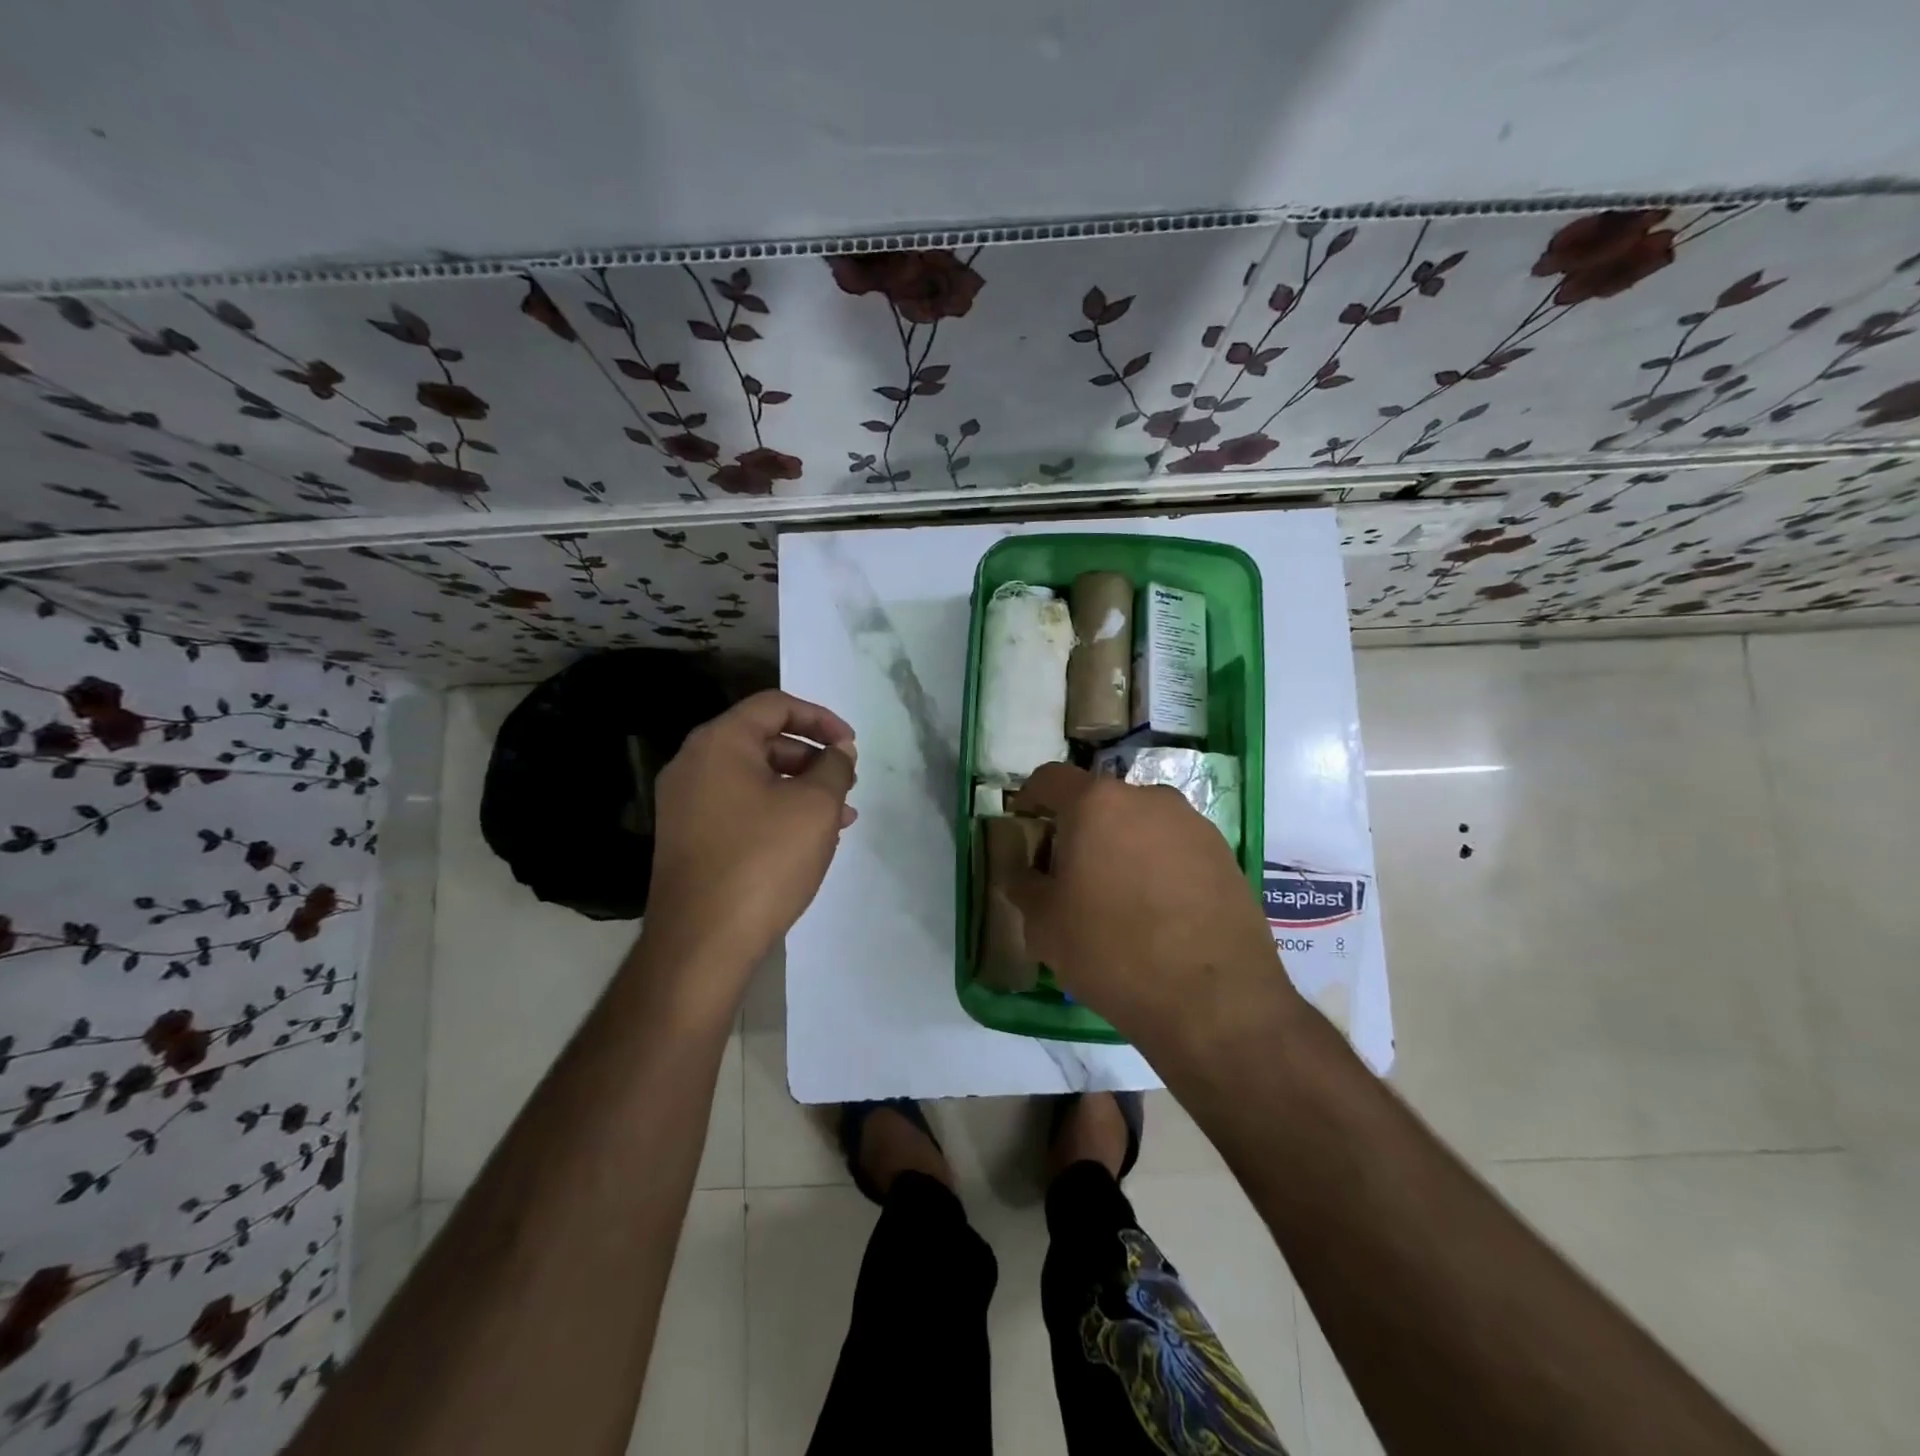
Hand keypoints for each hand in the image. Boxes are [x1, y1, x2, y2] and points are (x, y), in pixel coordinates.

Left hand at [642, 690, 857, 991]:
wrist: (701, 943)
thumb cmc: (763, 861)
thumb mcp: (816, 807)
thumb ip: (834, 767)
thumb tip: (839, 751)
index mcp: (719, 743)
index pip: (775, 706)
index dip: (821, 719)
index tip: (851, 745)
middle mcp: (694, 764)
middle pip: (763, 740)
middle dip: (813, 758)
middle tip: (847, 783)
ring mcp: (685, 804)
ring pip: (754, 778)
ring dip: (800, 788)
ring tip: (841, 817)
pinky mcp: (688, 838)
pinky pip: (739, 807)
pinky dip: (776, 811)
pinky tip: (808, 840)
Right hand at [1009, 762, 1293, 1050]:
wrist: (1213, 1000)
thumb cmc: (1111, 952)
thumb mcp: (1044, 926)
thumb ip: (1024, 885)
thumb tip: (1021, 871)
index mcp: (1096, 803)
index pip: (1050, 778)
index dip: (1030, 797)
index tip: (1024, 824)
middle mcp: (1148, 798)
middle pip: (1099, 800)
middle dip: (1079, 827)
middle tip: (1069, 870)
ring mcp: (1192, 823)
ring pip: (1140, 822)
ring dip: (1121, 845)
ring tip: (1117, 895)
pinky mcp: (1224, 852)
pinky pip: (1175, 846)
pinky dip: (1157, 864)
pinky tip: (1157, 910)